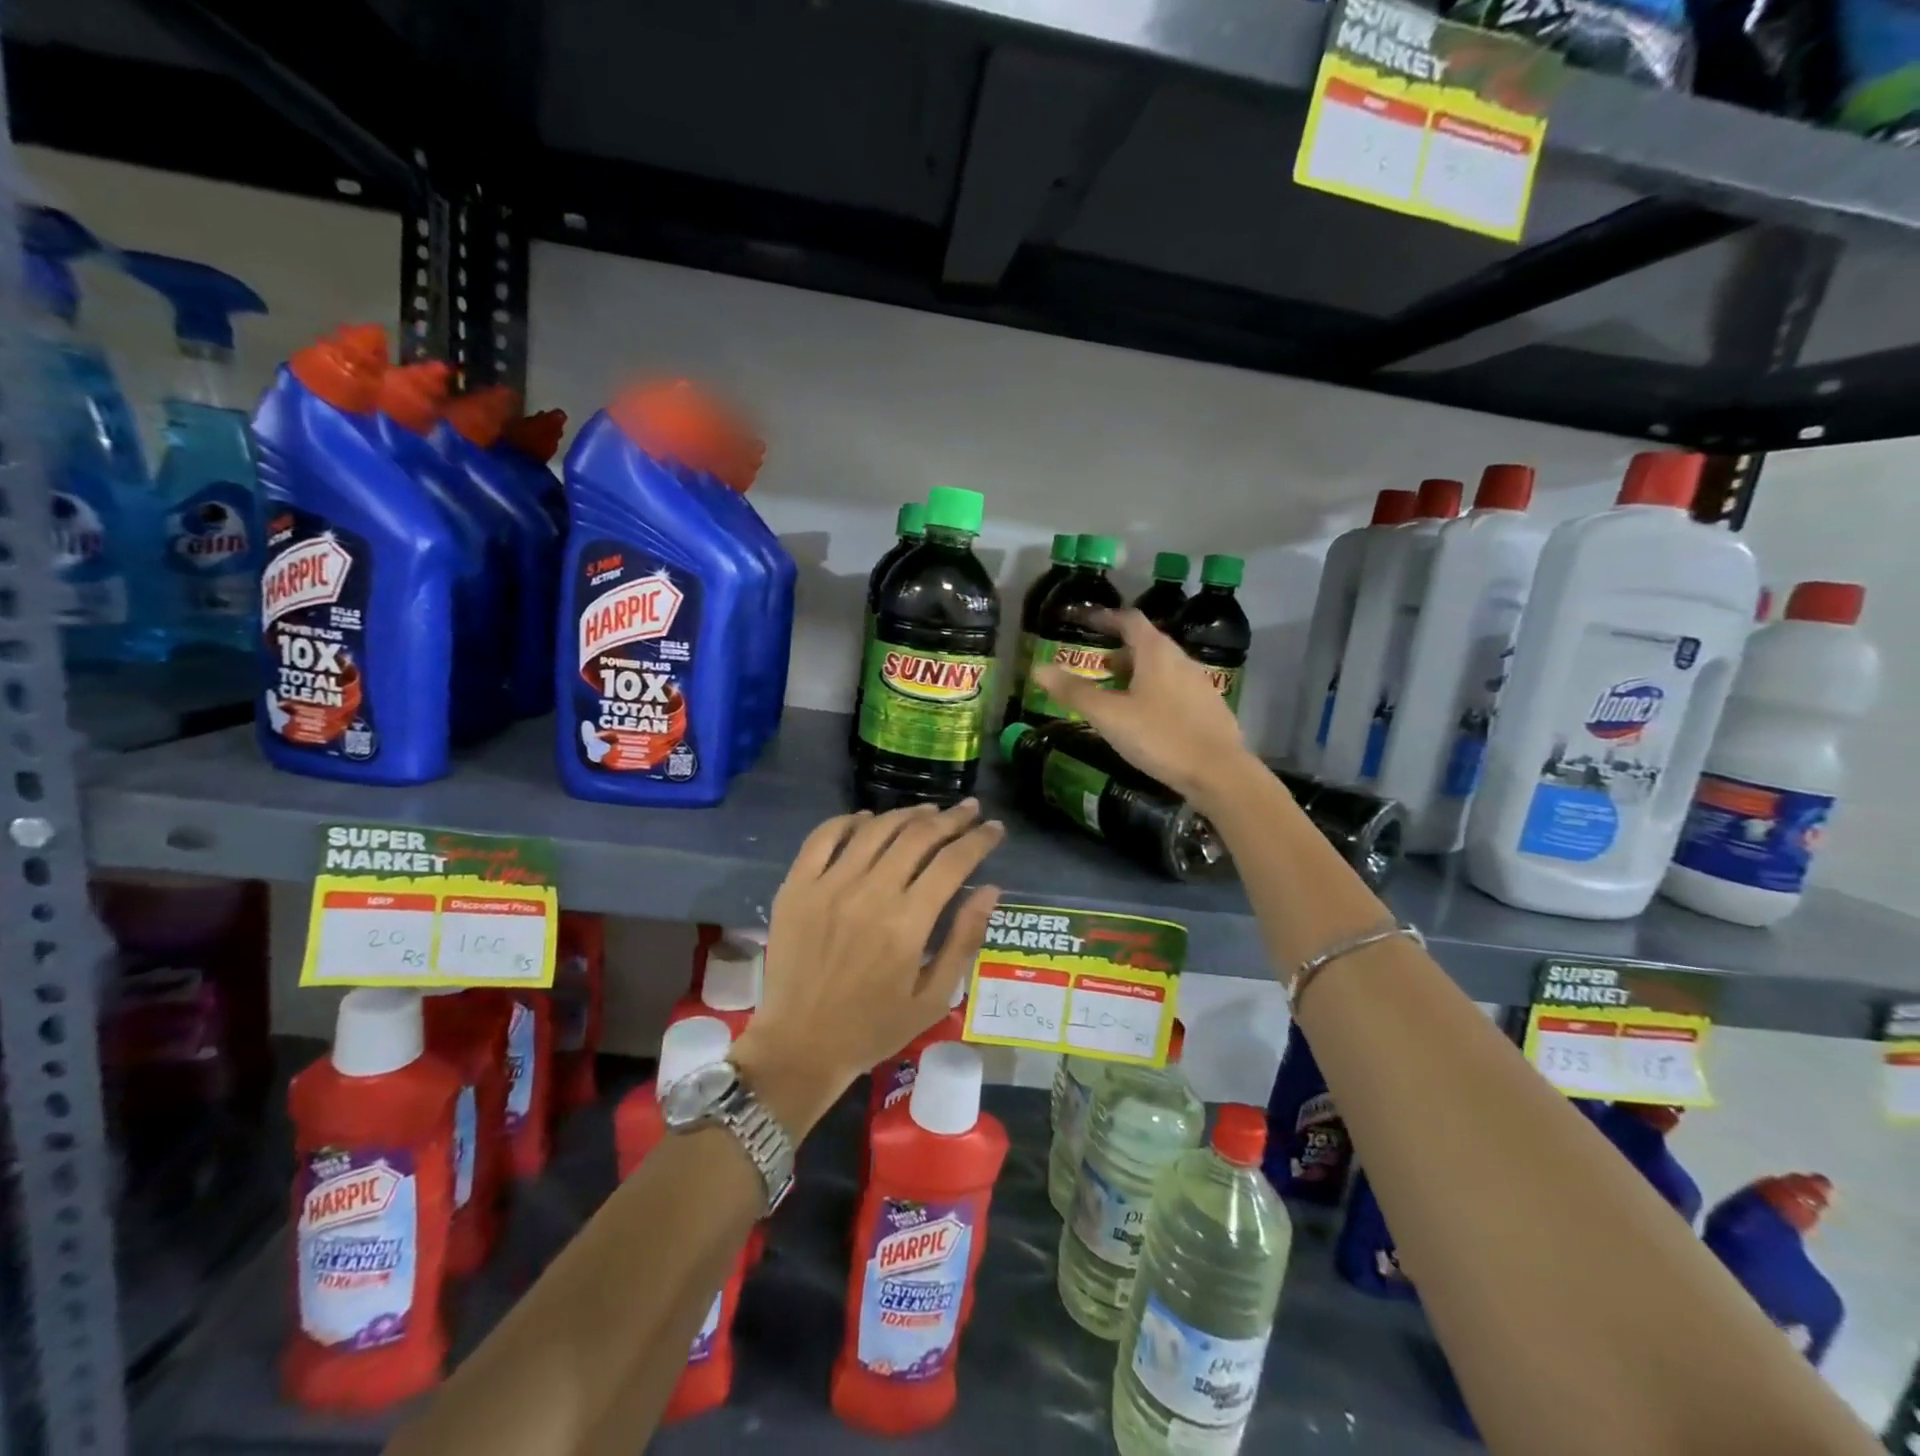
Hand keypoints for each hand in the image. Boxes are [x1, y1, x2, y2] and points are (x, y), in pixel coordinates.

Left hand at [730, 800, 1003, 1136]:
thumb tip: (991, 889)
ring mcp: (828, 885)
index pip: (953, 862)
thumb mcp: (934, 998)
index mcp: (907, 923)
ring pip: (876, 829)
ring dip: (908, 813)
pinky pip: (823, 837)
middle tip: (969, 810)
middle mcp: (869, 893)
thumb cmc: (874, 1028)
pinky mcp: (796, 887)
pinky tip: (867, 819)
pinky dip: (849, 820)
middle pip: (918, 836)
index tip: (994, 828)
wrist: (799, 1046)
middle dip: (951, 818)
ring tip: (929, 811)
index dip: (979, 840)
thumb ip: (964, 940)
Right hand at [1029, 607, 1255, 808]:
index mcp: (1157, 653)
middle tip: (1095, 667)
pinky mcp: (1209, 708)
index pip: (1129, 620)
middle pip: (1147, 644)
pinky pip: (1175, 689)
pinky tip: (1145, 718)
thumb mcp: (1109, 716)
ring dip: (1136, 673)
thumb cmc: (1159, 737)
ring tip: (1115, 694)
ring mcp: (1200, 684)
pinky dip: (1154, 692)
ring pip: (1162, 668)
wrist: (1219, 773)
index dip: (1105, 618)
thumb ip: (1074, 691)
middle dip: (1118, 651)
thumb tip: (1038, 669)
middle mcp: (1182, 660)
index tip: (1085, 622)